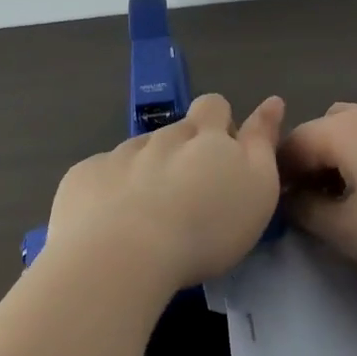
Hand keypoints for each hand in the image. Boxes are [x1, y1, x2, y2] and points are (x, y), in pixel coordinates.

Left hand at [47, 93, 285, 291]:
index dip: (220, 122)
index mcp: (204, 136)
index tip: (224, 151)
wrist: (120, 254)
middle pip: (176, 129)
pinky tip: (110, 223)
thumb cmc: (204, 228)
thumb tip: (271, 102)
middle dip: (184, 148)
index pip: (215, 107)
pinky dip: (109, 191)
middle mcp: (161, 137)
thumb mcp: (257, 187)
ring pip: (138, 153)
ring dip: (146, 171)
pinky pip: (101, 175)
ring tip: (150, 214)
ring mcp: (118, 154)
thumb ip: (262, 142)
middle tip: (190, 190)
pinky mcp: (84, 176)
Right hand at [277, 102, 356, 278]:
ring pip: (354, 130)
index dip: (280, 178)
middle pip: (321, 131)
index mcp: (338, 132)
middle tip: (317, 203)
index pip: (290, 146)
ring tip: (353, 194)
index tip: (284, 211)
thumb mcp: (348, 232)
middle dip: (310, 163)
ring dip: (342, 157)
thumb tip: (294, 200)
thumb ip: (308, 214)